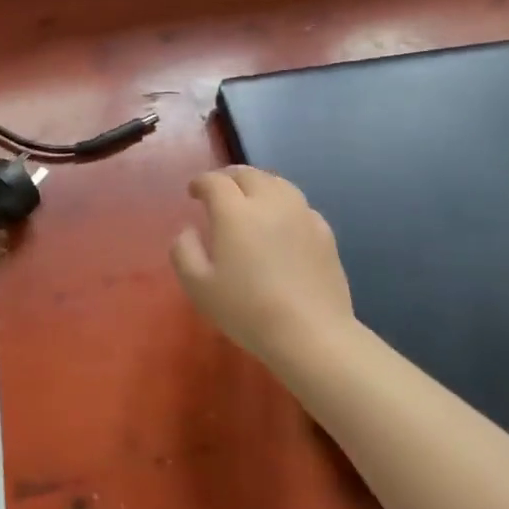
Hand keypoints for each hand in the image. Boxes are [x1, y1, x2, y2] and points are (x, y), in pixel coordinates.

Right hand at [171, 166, 355, 373]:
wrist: (311, 334)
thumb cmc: (247, 310)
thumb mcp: (197, 285)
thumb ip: (184, 250)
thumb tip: (189, 230)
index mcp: (235, 212)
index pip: (215, 181)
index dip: (201, 182)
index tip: (193, 192)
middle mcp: (270, 203)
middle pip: (248, 174)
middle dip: (229, 177)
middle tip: (218, 190)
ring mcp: (302, 215)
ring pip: (278, 183)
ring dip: (258, 184)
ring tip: (249, 198)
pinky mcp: (324, 232)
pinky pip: (299, 205)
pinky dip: (283, 203)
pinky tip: (280, 221)